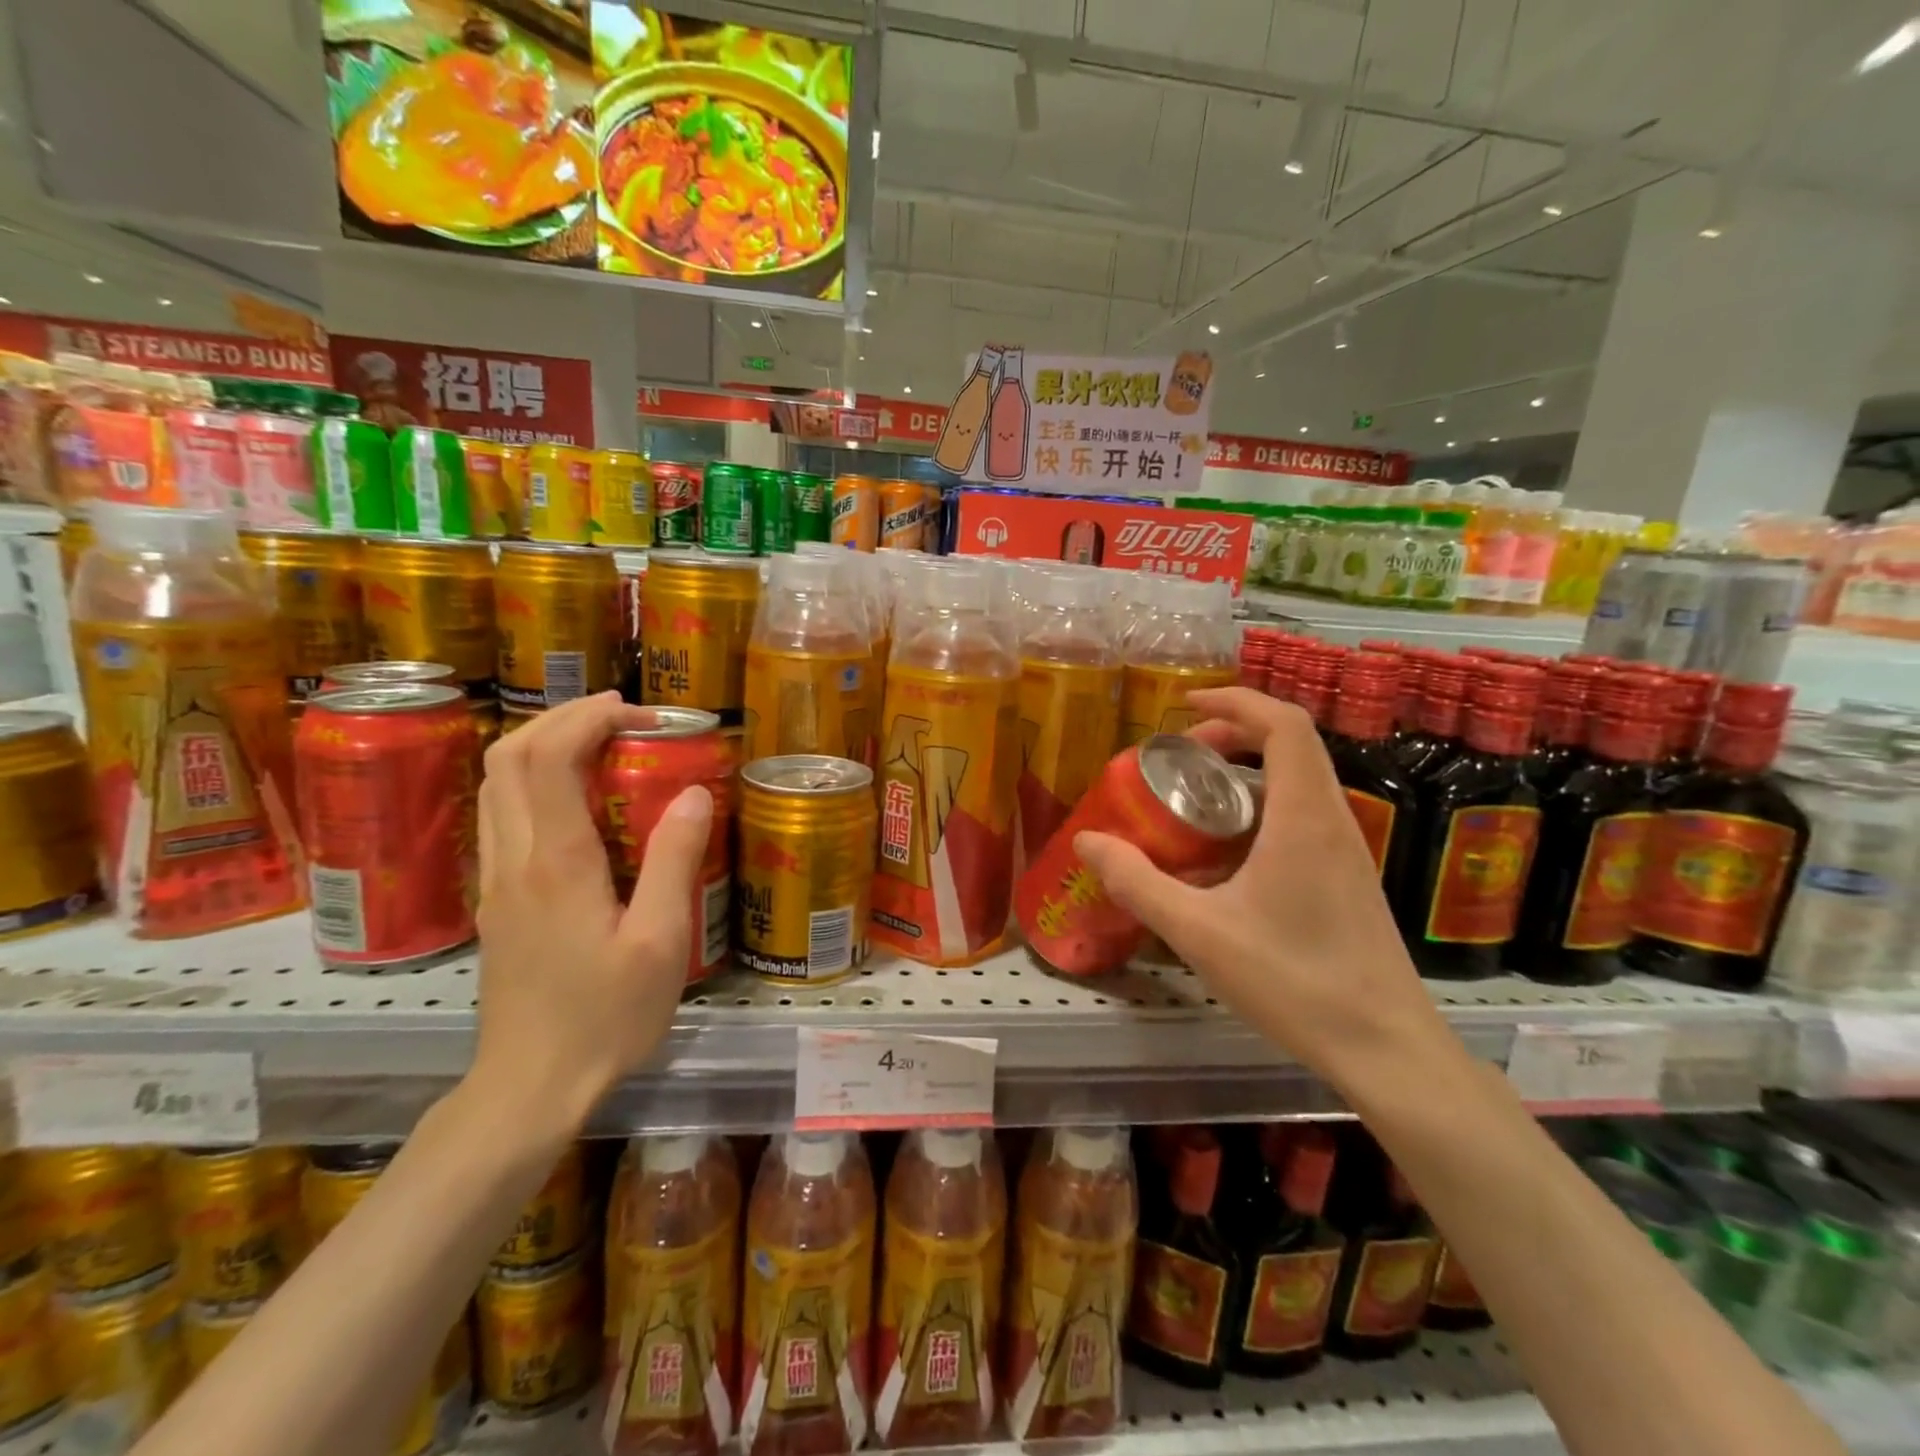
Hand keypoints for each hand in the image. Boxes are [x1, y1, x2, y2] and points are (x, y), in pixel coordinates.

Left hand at [470, 693, 713, 1130]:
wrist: (530, 1087)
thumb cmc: (605, 1017)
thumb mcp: (660, 942)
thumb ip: (674, 861)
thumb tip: (694, 793)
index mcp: (556, 863)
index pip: (548, 758)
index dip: (587, 719)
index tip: (637, 712)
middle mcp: (514, 859)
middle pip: (508, 757)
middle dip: (561, 719)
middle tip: (620, 718)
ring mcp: (495, 880)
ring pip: (495, 784)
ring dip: (542, 746)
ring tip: (600, 745)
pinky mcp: (496, 900)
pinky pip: (502, 814)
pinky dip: (533, 781)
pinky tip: (577, 800)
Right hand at [1073, 687, 1451, 1092]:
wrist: (1386, 1049)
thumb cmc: (1294, 981)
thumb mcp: (1199, 932)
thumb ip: (1138, 883)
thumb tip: (1088, 842)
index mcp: (1304, 816)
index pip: (1284, 724)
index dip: (1235, 700)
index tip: (1185, 706)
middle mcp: (1333, 820)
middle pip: (1291, 745)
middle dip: (1233, 733)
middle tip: (1180, 755)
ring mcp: (1347, 851)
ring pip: (1298, 782)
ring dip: (1247, 773)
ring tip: (1194, 800)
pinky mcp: (1348, 879)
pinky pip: (1302, 817)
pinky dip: (1260, 809)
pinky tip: (1225, 858)